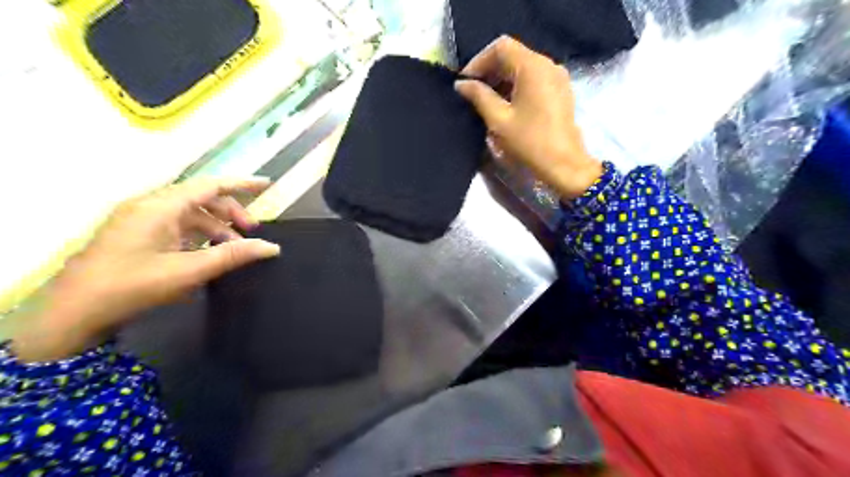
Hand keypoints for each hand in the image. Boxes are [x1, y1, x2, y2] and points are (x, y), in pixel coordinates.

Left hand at [10, 178, 281, 361]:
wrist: (72, 313)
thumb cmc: (132, 286)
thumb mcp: (189, 271)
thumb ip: (233, 255)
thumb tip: (271, 247)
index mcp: (160, 206)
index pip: (210, 185)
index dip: (241, 183)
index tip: (266, 186)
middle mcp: (150, 205)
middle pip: (202, 198)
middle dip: (231, 212)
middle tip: (251, 233)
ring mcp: (139, 219)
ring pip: (190, 213)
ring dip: (216, 226)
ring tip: (233, 248)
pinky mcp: (135, 233)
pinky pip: (176, 225)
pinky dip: (198, 234)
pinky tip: (208, 253)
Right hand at [456, 35, 599, 198]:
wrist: (564, 164)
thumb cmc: (529, 142)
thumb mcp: (498, 120)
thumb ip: (479, 97)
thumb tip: (461, 85)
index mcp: (532, 67)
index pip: (500, 48)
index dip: (478, 62)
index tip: (464, 83)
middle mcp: (547, 64)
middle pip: (512, 55)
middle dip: (489, 71)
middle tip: (471, 93)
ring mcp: (557, 77)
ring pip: (522, 68)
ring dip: (501, 80)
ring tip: (484, 101)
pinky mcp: (559, 91)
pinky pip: (533, 79)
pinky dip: (516, 86)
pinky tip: (504, 105)